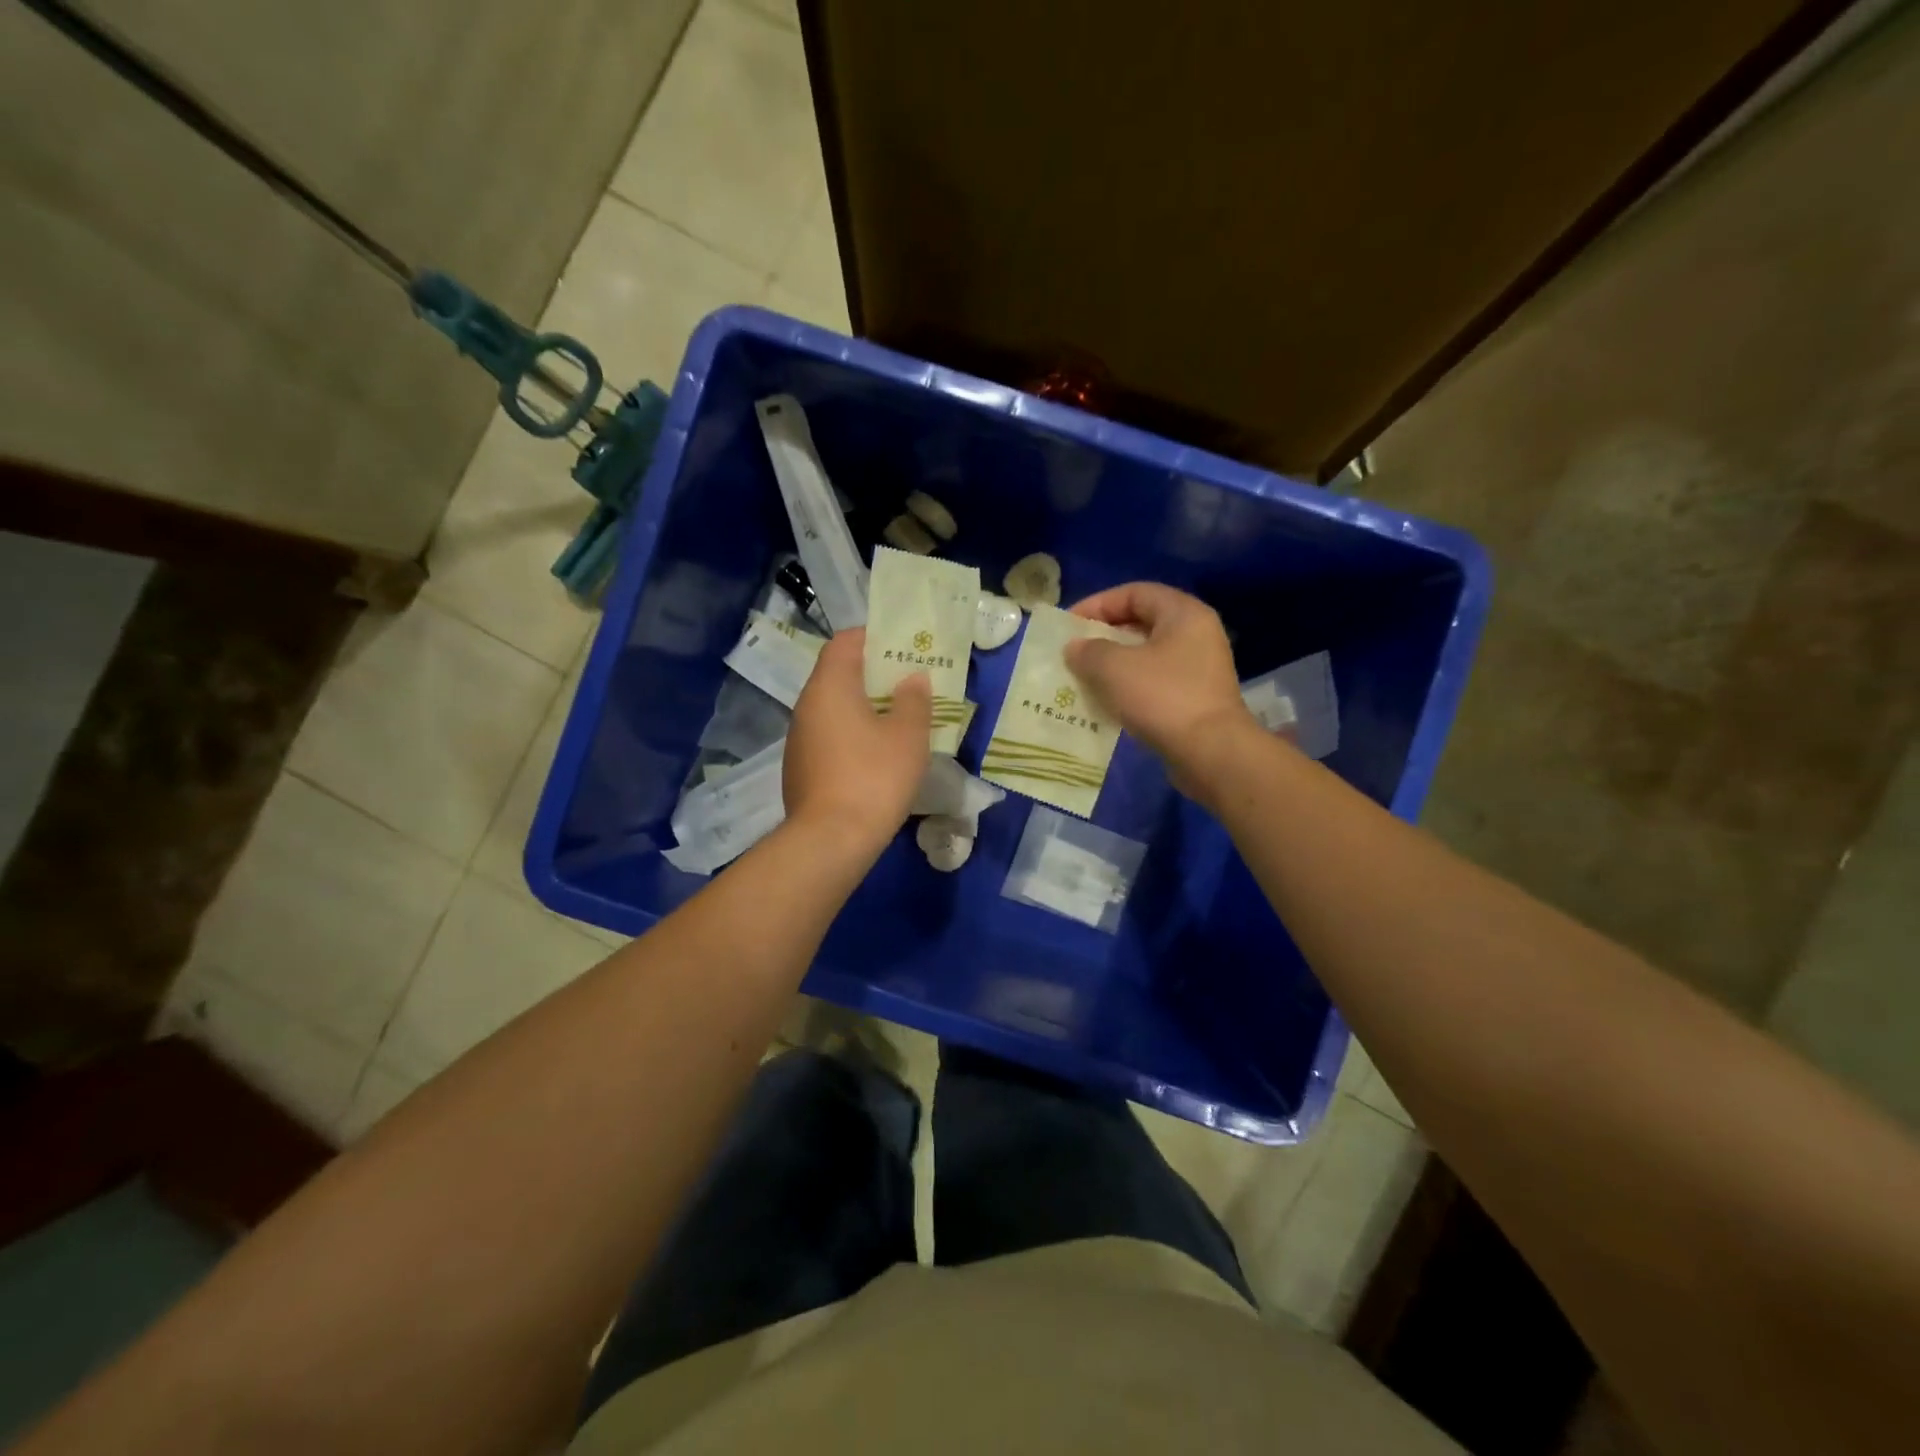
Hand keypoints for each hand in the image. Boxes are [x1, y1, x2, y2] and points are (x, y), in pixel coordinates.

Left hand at [784, 628, 931, 851]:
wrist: (830, 840)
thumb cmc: (873, 777)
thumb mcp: (908, 736)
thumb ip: (914, 700)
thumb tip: (912, 679)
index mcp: (829, 687)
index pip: (844, 642)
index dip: (873, 637)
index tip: (902, 646)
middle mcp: (806, 706)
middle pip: (838, 674)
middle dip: (874, 674)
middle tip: (909, 683)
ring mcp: (799, 739)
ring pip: (833, 708)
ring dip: (863, 707)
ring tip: (898, 718)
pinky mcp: (800, 768)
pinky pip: (829, 736)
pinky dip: (852, 734)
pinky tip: (876, 755)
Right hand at [1065, 582, 1258, 796]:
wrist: (1210, 753)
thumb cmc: (1162, 697)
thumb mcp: (1113, 667)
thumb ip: (1088, 650)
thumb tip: (1075, 648)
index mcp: (1183, 614)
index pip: (1135, 592)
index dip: (1098, 604)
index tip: (1069, 625)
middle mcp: (1196, 635)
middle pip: (1141, 623)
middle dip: (1103, 636)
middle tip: (1073, 652)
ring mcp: (1198, 669)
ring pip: (1146, 656)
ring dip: (1113, 665)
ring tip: (1083, 678)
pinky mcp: (1195, 699)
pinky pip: (1154, 683)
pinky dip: (1127, 688)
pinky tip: (1105, 703)